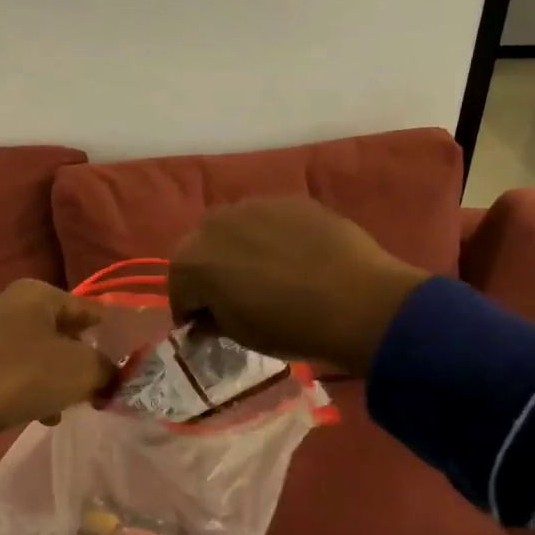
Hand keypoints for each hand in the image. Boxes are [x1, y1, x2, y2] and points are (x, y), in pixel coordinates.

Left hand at [0, 280, 117, 439]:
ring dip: (57, 377)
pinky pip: (13, 369)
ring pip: (37, 352)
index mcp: (35, 292)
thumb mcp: (82, 370)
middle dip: (82, 359)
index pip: (87, 309)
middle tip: (99, 383)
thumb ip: (108, 368)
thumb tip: (113, 374)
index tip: (128, 358)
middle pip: (61, 330)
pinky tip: (42, 414)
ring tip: (70, 404)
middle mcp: (8, 303)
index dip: (111, 333)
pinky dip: (31, 386)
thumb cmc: (26, 375)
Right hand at [168, 198, 428, 373]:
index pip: (178, 288)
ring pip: (233, 230)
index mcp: (191, 261)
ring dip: (238, 250)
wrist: (356, 300)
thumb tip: (206, 319)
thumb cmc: (287, 326)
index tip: (206, 327)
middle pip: (200, 250)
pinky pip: (267, 220)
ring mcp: (253, 205)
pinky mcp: (288, 199)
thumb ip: (213, 320)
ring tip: (265, 275)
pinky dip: (270, 237)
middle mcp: (213, 223)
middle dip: (210, 273)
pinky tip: (294, 259)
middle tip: (233, 298)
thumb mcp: (239, 335)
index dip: (191, 311)